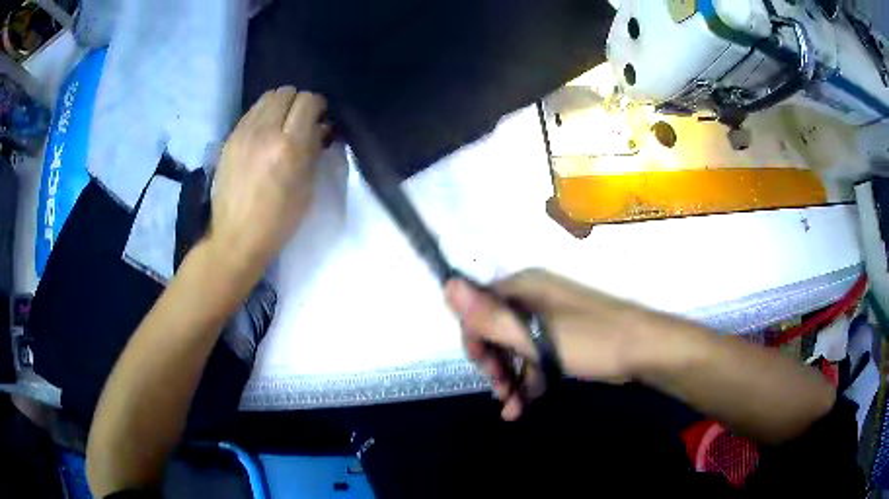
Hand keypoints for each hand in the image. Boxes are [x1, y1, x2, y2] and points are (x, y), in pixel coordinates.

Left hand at [208, 86, 329, 275]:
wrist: (236, 237)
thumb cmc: (278, 220)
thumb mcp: (306, 188)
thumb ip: (314, 150)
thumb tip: (320, 127)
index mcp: (289, 146)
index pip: (308, 101)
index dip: (318, 106)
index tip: (320, 120)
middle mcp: (265, 131)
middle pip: (286, 92)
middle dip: (298, 103)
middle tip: (300, 122)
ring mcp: (243, 133)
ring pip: (267, 97)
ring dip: (279, 106)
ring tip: (281, 126)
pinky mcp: (230, 138)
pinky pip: (251, 112)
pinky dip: (262, 115)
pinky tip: (263, 135)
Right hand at [444, 269, 648, 419]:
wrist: (640, 350)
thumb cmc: (588, 340)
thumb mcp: (533, 333)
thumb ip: (489, 316)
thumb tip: (447, 285)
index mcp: (524, 288)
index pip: (480, 308)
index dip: (475, 339)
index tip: (482, 368)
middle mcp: (534, 299)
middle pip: (496, 331)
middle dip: (493, 365)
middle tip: (500, 391)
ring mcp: (549, 321)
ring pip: (515, 350)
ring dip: (510, 378)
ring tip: (510, 408)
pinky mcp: (562, 341)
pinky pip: (535, 359)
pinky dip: (528, 380)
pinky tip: (524, 405)